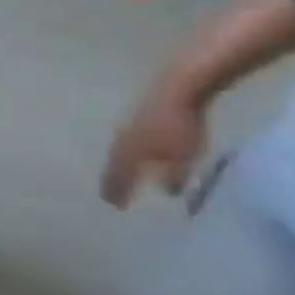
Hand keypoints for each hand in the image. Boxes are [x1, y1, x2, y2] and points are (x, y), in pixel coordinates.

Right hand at [102, 83, 208, 208]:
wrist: (178, 89)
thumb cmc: (180, 127)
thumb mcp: (184, 157)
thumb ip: (174, 176)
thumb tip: (167, 192)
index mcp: (126, 152)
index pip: (117, 175)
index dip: (115, 190)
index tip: (112, 205)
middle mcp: (120, 141)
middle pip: (114, 163)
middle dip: (113, 178)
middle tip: (111, 192)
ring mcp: (127, 127)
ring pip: (119, 151)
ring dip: (119, 164)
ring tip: (122, 174)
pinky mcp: (137, 118)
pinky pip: (128, 141)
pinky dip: (129, 152)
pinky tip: (138, 153)